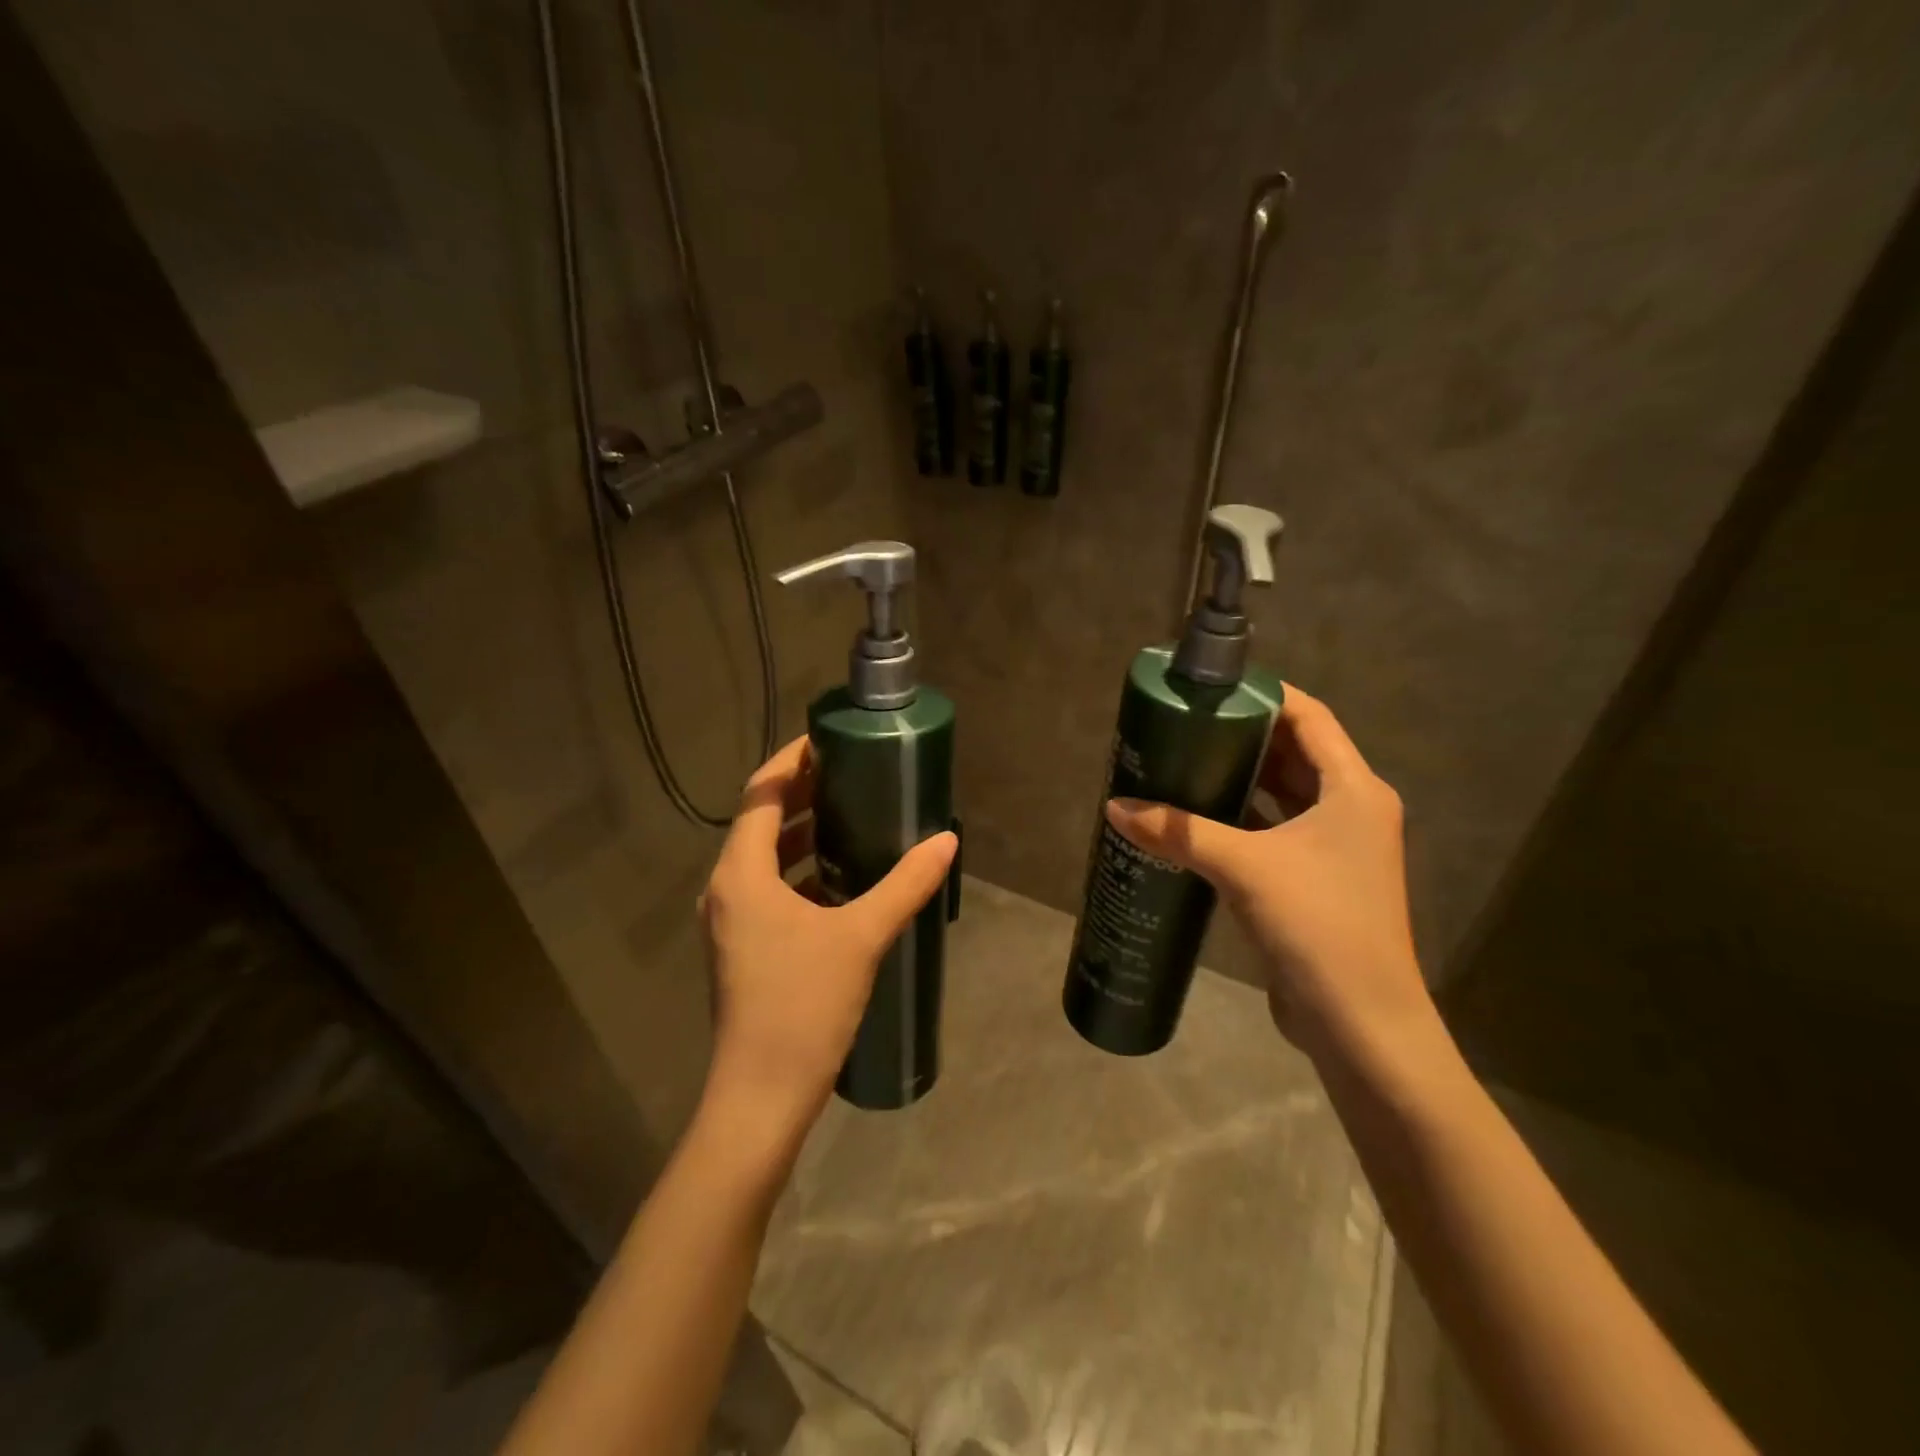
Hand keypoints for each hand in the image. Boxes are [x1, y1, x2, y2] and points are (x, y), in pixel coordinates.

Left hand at [699, 736, 956, 1133]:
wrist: (761, 1095)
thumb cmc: (803, 1005)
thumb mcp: (861, 936)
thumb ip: (905, 884)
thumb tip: (947, 841)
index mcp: (741, 874)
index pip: (760, 793)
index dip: (791, 761)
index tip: (829, 740)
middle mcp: (726, 889)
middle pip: (760, 822)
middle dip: (801, 794)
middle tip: (850, 773)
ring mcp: (730, 921)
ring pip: (765, 858)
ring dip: (801, 834)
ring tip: (851, 817)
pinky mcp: (742, 947)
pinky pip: (769, 890)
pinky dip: (800, 872)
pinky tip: (841, 880)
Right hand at [1105, 686, 1430, 1064]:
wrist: (1361, 1023)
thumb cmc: (1318, 925)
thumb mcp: (1245, 868)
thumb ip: (1179, 832)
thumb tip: (1115, 806)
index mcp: (1354, 790)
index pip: (1310, 718)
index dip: (1265, 695)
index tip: (1214, 687)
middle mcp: (1351, 810)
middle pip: (1295, 753)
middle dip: (1243, 736)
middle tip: (1187, 724)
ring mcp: (1336, 848)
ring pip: (1283, 795)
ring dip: (1240, 779)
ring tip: (1184, 762)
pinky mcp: (1315, 880)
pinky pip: (1274, 831)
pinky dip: (1241, 819)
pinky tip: (1197, 819)